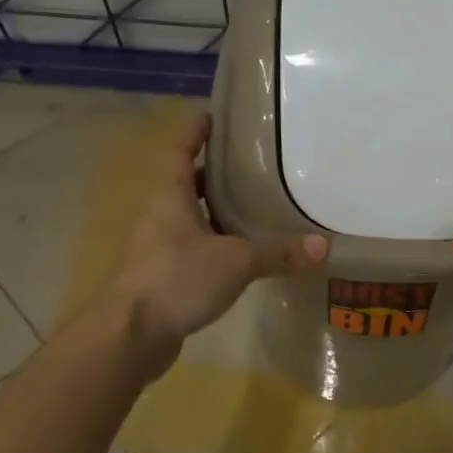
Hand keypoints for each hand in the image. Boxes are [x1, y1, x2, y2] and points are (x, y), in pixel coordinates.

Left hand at [102, 112, 326, 372]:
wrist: (130, 336)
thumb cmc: (176, 279)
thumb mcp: (235, 261)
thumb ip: (277, 253)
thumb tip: (322, 246)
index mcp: (170, 197)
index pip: (179, 152)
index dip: (194, 133)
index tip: (211, 116)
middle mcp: (160, 217)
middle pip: (187, 185)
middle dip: (215, 174)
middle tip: (252, 165)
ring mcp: (158, 249)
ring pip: (190, 220)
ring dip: (216, 212)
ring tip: (254, 207)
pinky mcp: (163, 278)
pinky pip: (193, 251)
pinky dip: (215, 247)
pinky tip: (241, 256)